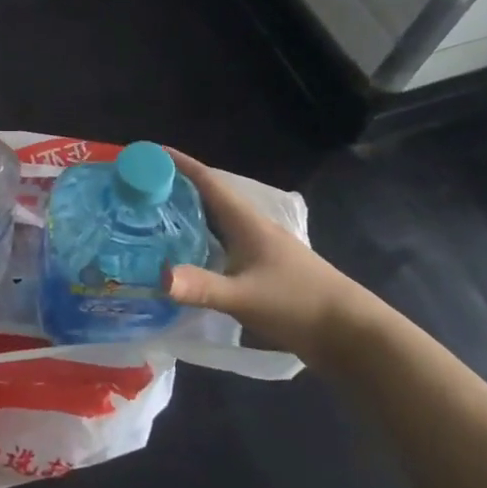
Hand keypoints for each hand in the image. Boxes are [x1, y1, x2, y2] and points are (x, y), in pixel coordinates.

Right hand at [163, 149, 386, 366]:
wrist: (351, 335)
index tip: (145, 153)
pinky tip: (180, 255)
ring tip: (148, 216)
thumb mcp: (244, 296)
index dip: (177, 164)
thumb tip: (157, 277)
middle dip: (172, 188)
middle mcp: (249, 228)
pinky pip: (218, 245)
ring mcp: (257, 250)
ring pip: (212, 222)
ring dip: (183, 214)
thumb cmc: (299, 304)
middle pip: (206, 198)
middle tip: (135, 187)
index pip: (206, 181)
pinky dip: (196, 241)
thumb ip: (201, 287)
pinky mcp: (260, 271)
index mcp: (246, 222)